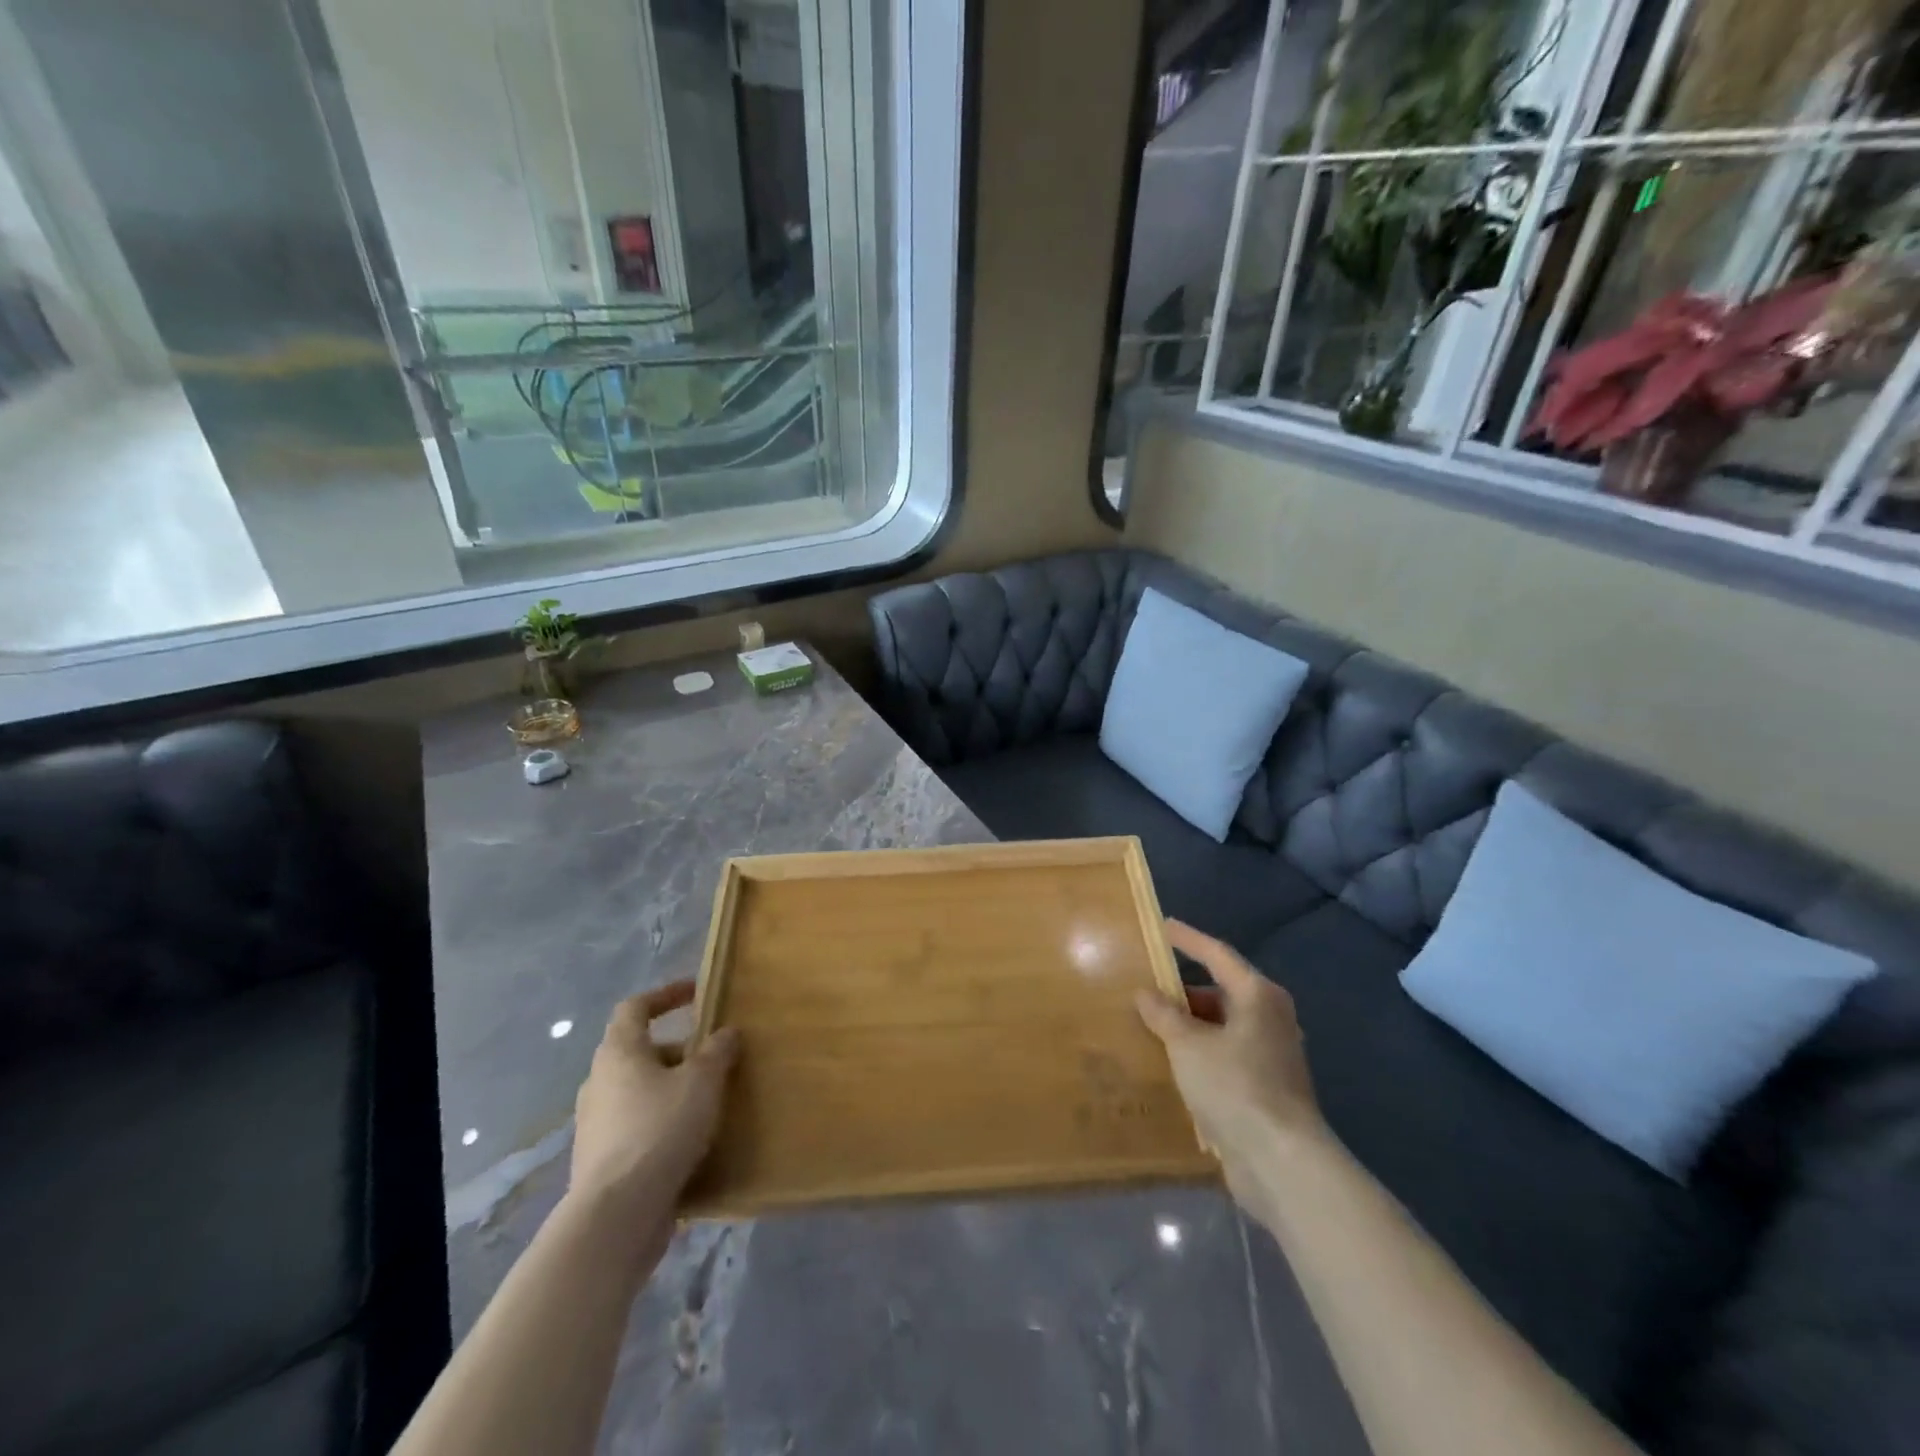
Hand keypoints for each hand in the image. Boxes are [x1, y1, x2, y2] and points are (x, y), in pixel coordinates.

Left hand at [569, 981, 738, 1215]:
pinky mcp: (601, 1161)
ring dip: (672, 1088)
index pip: (635, 1007)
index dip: (666, 995)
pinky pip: (637, 1126)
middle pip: (640, 1051)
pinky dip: (663, 1122)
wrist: (616, 1215)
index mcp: (619, 1052)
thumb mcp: (702, 1081)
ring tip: (709, 1099)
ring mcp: (596, 1124)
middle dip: (679, 1050)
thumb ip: (717, 1051)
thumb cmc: (660, 1129)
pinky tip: (692, 1139)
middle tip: (714, 1057)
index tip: (696, 992)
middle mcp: (600, 1082)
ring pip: (639, 1091)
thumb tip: (726, 1032)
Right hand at [1137, 919, 1325, 1203]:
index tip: (1163, 926)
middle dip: (1184, 991)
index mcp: (1258, 996)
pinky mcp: (1266, 1087)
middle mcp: (1270, 1018)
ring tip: (1152, 1026)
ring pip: (1222, 1027)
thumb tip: (1146, 993)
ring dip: (1190, 1026)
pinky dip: (1200, 1053)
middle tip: (1146, 988)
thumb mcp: (1188, 1045)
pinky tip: (1172, 1063)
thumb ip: (1164, 1015)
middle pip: (1221, 992)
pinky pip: (1225, 1056)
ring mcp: (1271, 1055)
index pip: (1217, 954)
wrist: (1281, 1161)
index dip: (1188, 939)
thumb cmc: (1235, 1086)